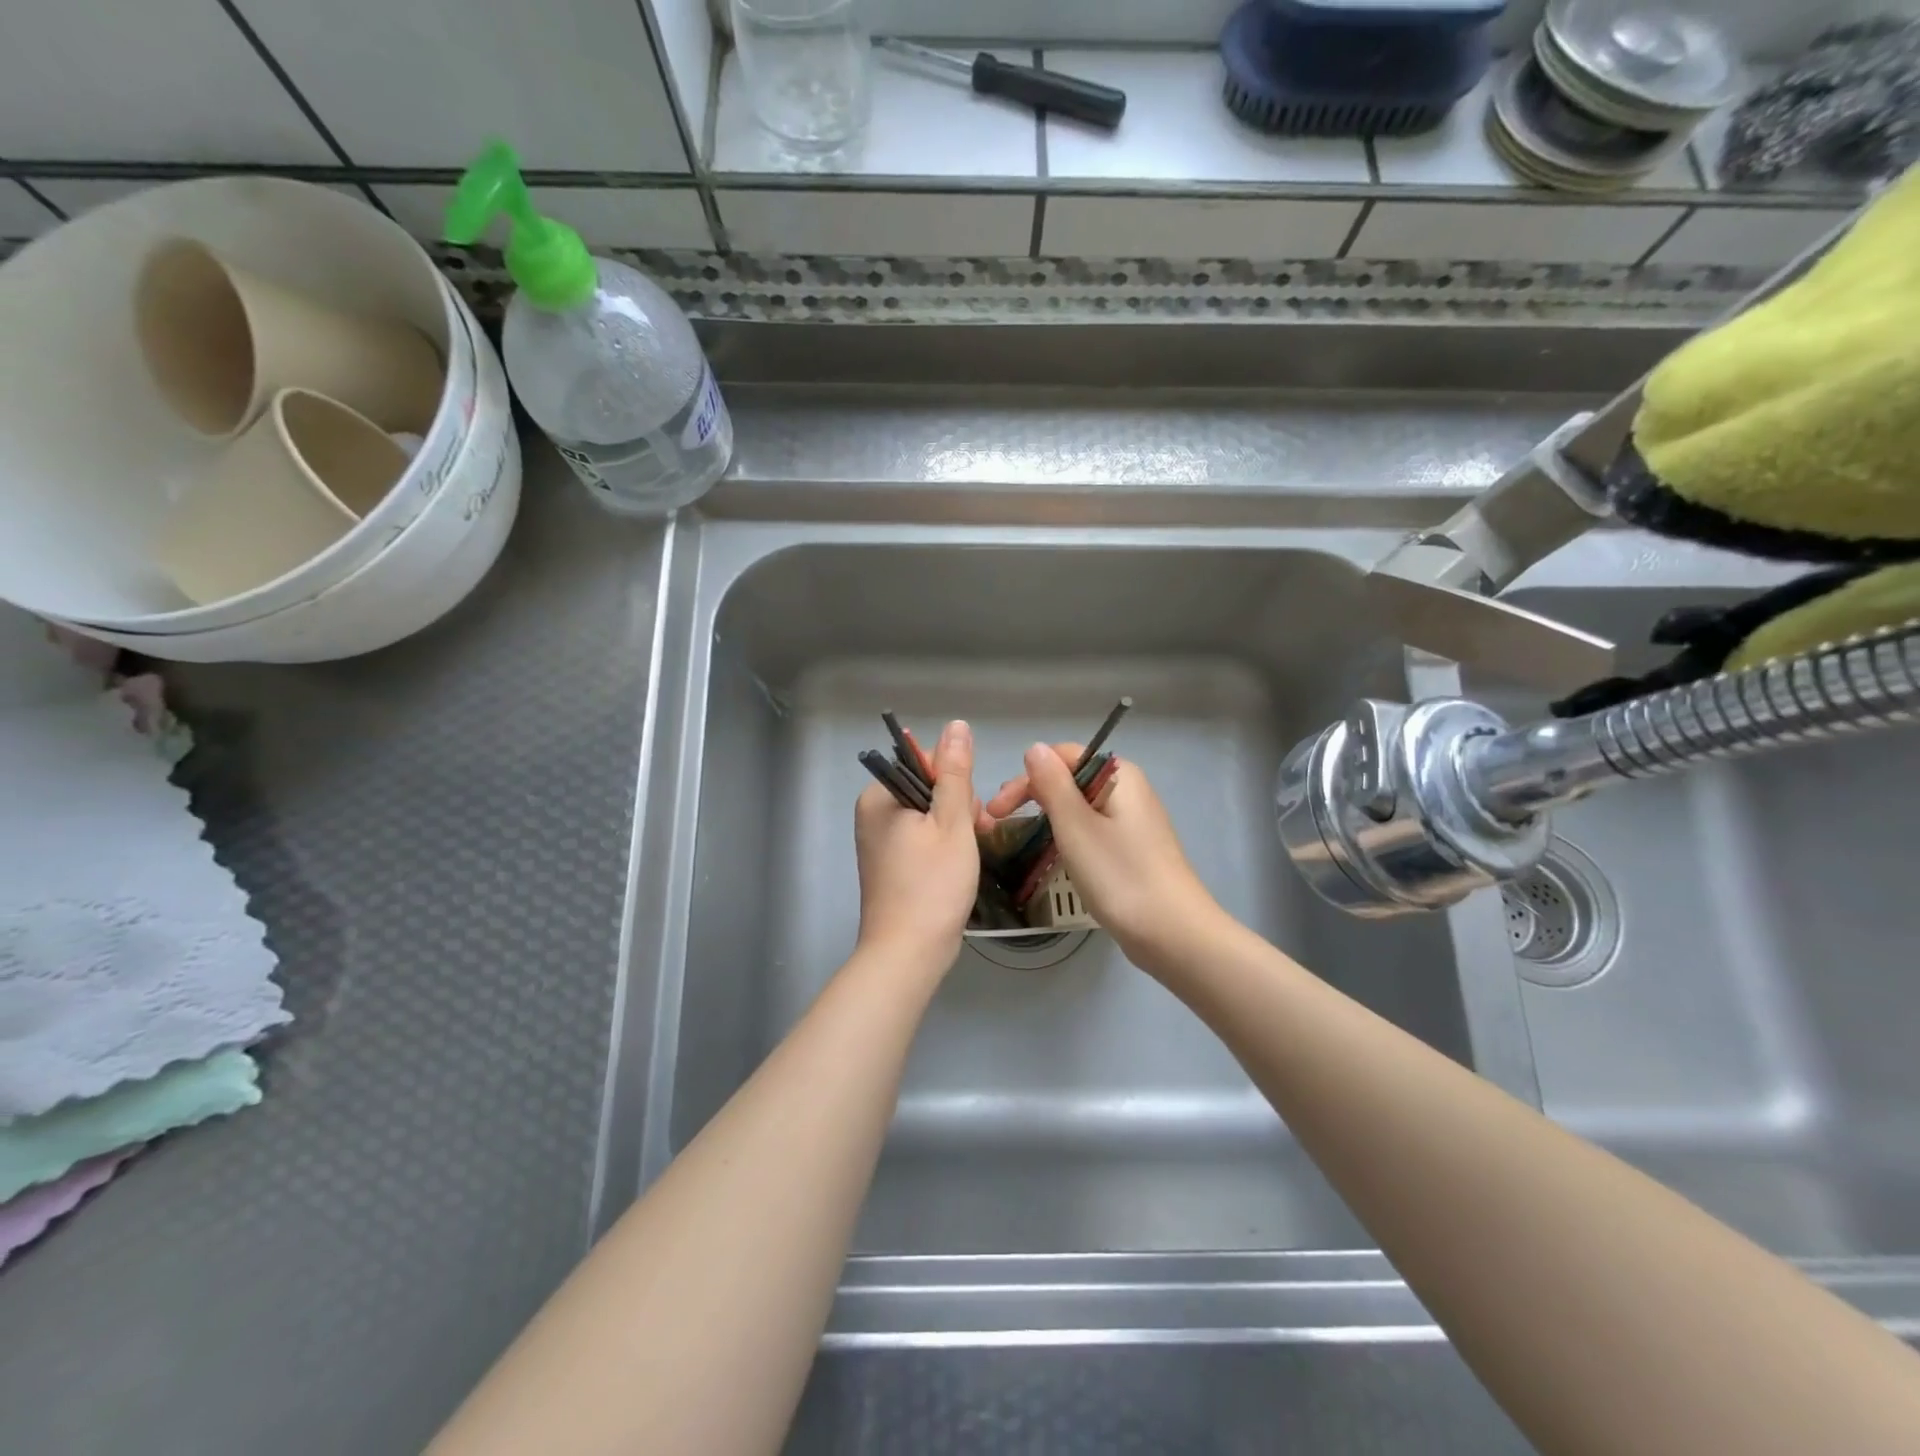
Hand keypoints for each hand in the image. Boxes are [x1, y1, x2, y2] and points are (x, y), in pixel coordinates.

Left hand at [853, 719, 981, 970]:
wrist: (908, 954)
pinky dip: (943, 847)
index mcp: (879, 796)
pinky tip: (958, 867)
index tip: (970, 813)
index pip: (925, 762)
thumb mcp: (952, 822)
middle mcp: (872, 813)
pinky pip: (921, 839)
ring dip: (955, 829)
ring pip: (929, 815)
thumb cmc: (932, 885)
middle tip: (972, 839)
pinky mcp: (888, 864)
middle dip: (957, 808)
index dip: (955, 782)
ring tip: (967, 857)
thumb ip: (955, 772)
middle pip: (928, 788)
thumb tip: (956, 725)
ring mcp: (878, 841)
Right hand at [984, 743, 1223, 975]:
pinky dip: (1067, 835)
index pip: (1061, 756)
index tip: (997, 810)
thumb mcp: (1075, 826)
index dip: (1025, 778)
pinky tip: (1053, 853)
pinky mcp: (1132, 848)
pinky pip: (1091, 828)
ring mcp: (1132, 820)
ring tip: (1020, 839)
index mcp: (1117, 774)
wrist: (1173, 934)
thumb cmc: (1119, 875)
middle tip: (999, 823)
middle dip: (1032, 796)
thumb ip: (1052, 783)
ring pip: (1079, 806)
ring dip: (1047, 817)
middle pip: (1070, 778)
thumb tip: (1035, 748)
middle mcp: (1127, 789)